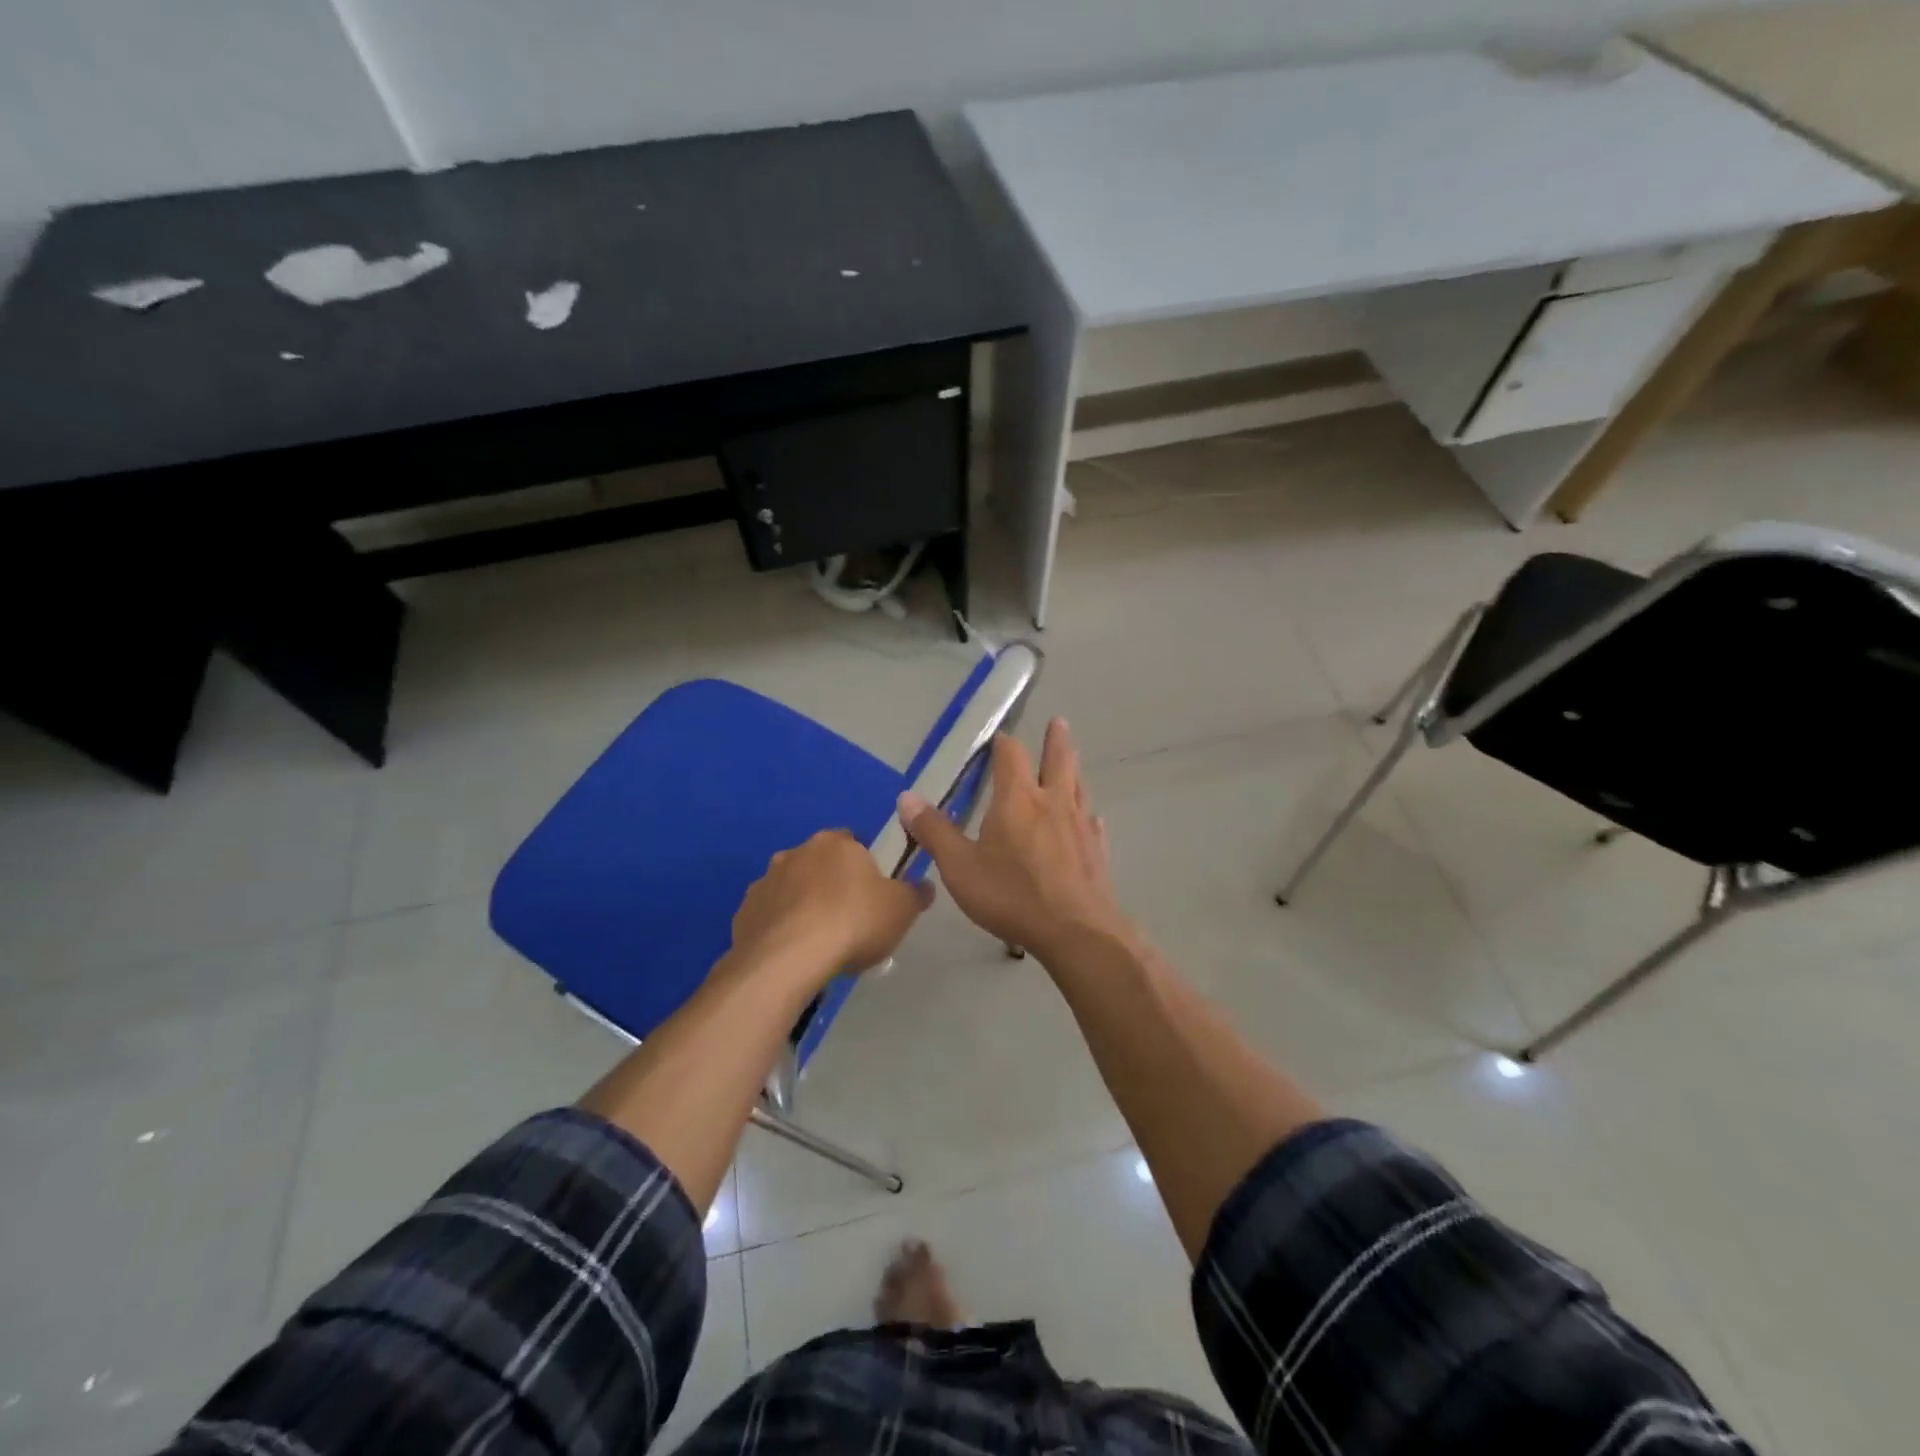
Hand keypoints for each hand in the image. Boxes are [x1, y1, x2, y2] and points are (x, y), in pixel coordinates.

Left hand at [731, 829, 932, 979]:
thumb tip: (925, 886)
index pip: (853, 843)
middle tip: (847, 920)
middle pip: (819, 864)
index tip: (871, 895)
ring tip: (817, 942)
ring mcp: (766, 881)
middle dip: (830, 885)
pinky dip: (779, 928)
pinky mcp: (744, 912)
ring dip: (802, 905)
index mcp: (837, 843)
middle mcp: (797, 852)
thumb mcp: (901, 910)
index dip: (864, 868)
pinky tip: (792, 954)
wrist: (788, 959)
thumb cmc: (853, 923)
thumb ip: (916, 894)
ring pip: (791, 889)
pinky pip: (769, 916)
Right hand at [898, 719, 1129, 962]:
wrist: (1075, 931)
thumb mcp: (959, 866)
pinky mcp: (1097, 853)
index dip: (1004, 743)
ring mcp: (1080, 827)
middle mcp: (1052, 804)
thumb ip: (934, 831)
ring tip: (1073, 761)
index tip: (999, 736)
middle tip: (1059, 722)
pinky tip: (1092, 820)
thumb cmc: (1011, 895)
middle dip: (1055, 741)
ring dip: (1074, 771)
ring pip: (1078, 788)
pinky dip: (1088, 816)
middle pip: (1058, 761)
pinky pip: (1093, 825)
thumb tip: (906, 797)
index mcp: (1017, 800)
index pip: (1011, 756)